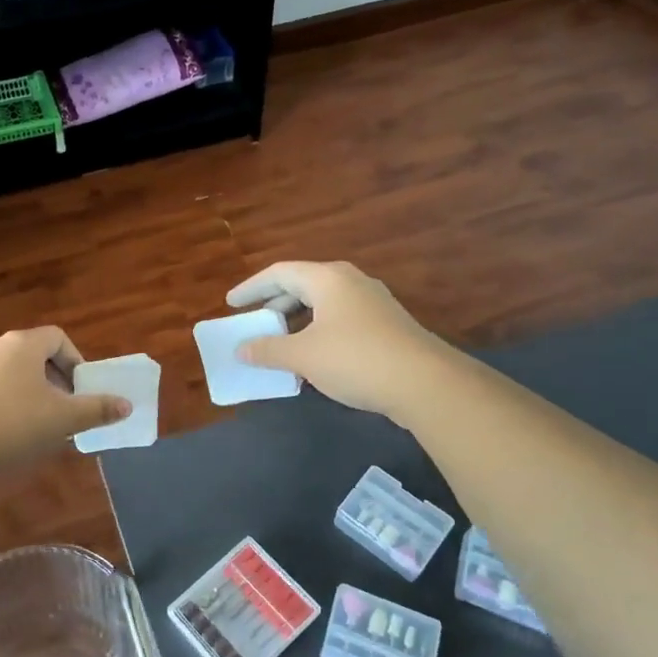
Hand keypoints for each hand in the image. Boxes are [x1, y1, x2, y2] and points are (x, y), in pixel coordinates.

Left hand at [0, 326, 130, 474]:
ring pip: (11, 375)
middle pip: (33, 355)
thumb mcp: (65, 418)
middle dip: (55, 380)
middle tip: (66, 409)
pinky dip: (7, 406)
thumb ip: (97, 409)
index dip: (75, 361)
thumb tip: (126, 405)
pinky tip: (11, 436)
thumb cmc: (17, 423)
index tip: (82, 390)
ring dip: (31, 394)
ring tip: (41, 426)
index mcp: (22, 344)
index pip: (57, 338)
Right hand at [226, 260, 440, 416]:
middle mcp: (351, 281)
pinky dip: (318, 331)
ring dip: (297, 320)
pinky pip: (341, 319)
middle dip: (275, 303)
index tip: (231, 304)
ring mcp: (373, 302)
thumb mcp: (303, 356)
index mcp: (327, 279)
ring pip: (324, 303)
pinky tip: (313, 358)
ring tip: (280, 342)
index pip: (279, 273)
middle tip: (254, 320)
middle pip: (302, 285)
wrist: (426, 383)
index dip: (251, 287)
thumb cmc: (355, 359)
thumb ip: (268, 350)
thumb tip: (241, 350)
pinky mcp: (386, 325)